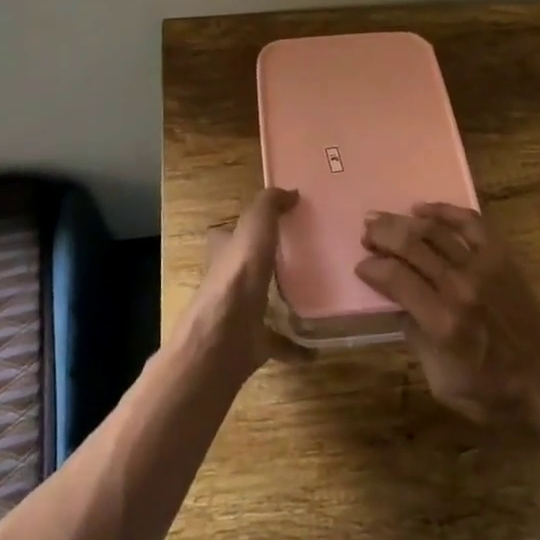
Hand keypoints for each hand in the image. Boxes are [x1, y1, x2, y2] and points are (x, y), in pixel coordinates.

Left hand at [176, 187, 299, 382]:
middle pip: (250, 267)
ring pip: (263, 304)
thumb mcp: (253, 229)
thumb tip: (290, 192)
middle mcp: (230, 282)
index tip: (283, 220)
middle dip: (271, 262)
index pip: (234, 232)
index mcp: (226, 252)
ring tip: (318, 295)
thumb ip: (268, 206)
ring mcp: (239, 315)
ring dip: (285, 301)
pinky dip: (297, 347)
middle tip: (307, 257)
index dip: (252, 225)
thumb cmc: (237, 278)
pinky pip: (279, 343)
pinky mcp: (252, 345)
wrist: (221, 341)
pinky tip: (318, 347)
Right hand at [356, 203, 539, 434]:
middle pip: (410, 245)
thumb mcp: (442, 382)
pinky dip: (443, 210)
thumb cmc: (492, 391)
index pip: (395, 279)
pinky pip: (469, 222)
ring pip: (434, 230)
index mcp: (442, 322)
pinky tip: (422, 209)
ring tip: (381, 218)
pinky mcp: (501, 256)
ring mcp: (482, 266)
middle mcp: (459, 286)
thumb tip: (398, 305)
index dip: (372, 268)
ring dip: (402, 221)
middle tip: (365, 233)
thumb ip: (416, 339)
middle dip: (381, 235)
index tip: (362, 266)